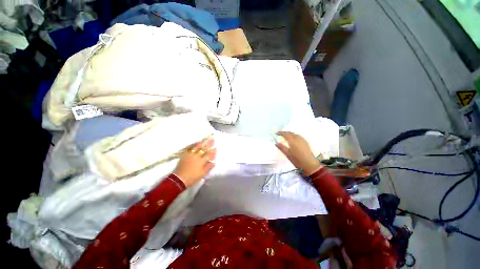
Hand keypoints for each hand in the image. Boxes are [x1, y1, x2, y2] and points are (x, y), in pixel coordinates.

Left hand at [174, 138, 215, 187]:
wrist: (179, 179)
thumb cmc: (192, 178)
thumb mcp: (202, 174)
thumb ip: (208, 167)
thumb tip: (213, 162)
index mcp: (201, 161)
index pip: (209, 154)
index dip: (213, 151)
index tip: (216, 147)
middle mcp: (196, 156)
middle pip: (204, 149)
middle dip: (209, 144)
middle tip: (212, 138)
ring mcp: (190, 155)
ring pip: (196, 147)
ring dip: (201, 143)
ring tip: (204, 140)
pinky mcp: (184, 155)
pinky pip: (189, 148)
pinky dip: (193, 145)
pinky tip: (195, 144)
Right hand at [276, 131, 322, 175]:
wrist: (309, 164)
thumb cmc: (297, 160)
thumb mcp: (288, 154)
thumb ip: (282, 148)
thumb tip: (276, 143)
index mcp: (292, 141)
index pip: (286, 134)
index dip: (281, 133)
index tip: (277, 133)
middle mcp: (298, 139)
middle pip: (291, 133)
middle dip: (285, 132)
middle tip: (281, 134)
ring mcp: (303, 140)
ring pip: (295, 134)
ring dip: (290, 133)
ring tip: (286, 135)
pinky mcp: (306, 142)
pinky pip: (299, 136)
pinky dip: (294, 135)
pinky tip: (293, 138)